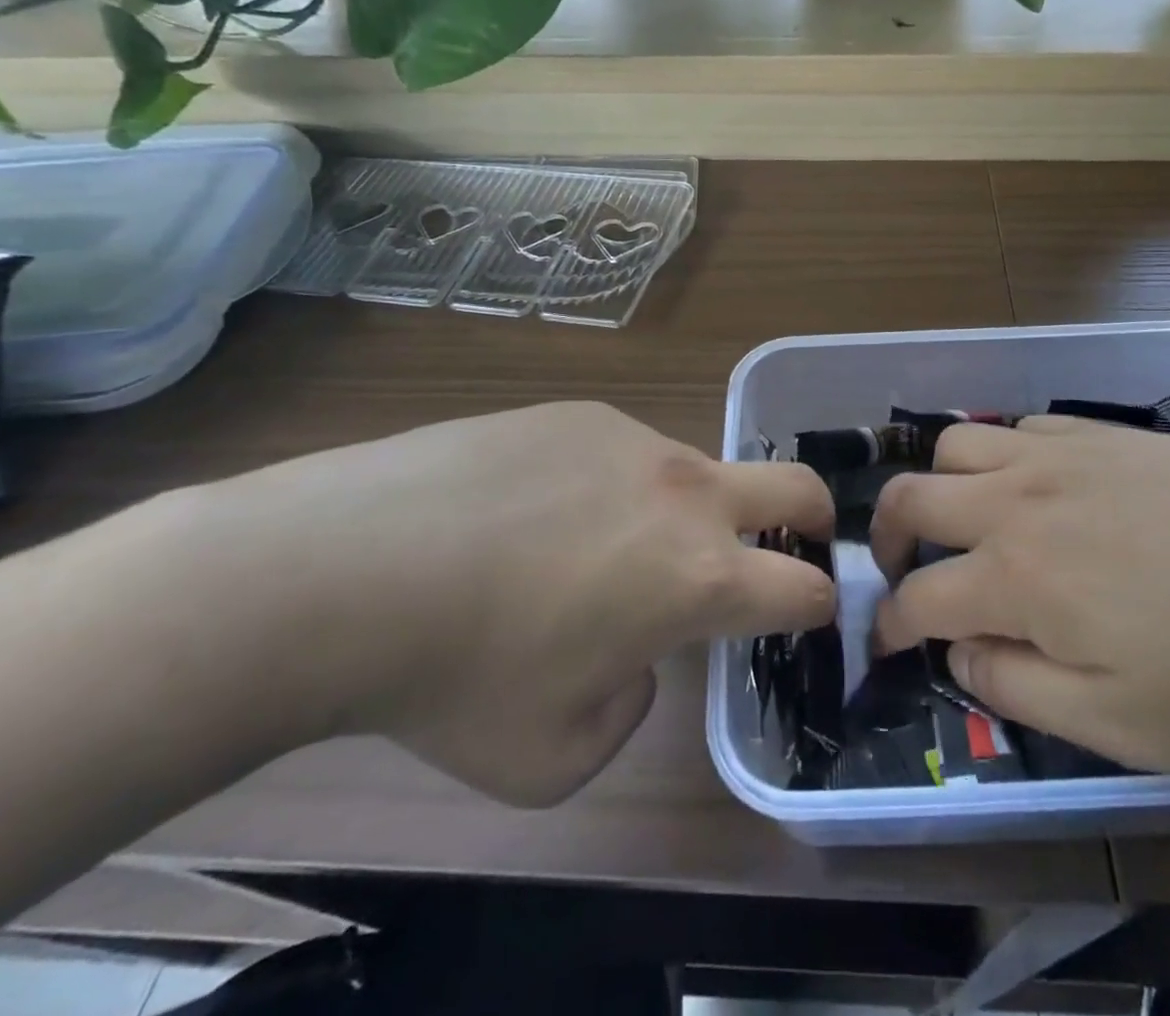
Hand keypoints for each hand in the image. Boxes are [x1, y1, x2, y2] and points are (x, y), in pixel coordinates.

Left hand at [219, 403, 835, 806]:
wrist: (351, 566)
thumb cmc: (460, 679)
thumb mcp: (555, 756)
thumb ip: (628, 707)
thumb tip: (634, 656)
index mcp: (698, 578)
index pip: (804, 587)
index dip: (818, 604)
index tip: (807, 612)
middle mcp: (685, 495)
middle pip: (796, 486)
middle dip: (815, 517)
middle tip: (797, 541)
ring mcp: (634, 442)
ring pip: (695, 473)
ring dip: (685, 512)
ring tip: (600, 548)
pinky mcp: (582, 414)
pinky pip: (624, 454)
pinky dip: (613, 487)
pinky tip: (537, 511)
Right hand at [869, 417, 1169, 773]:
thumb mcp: (1127, 725)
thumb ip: (1022, 690)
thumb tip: (961, 656)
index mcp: (1015, 576)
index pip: (917, 597)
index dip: (889, 626)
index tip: (885, 646)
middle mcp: (1015, 501)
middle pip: (910, 498)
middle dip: (885, 538)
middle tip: (900, 571)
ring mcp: (1056, 455)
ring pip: (954, 444)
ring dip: (938, 484)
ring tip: (962, 519)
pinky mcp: (1099, 431)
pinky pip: (1018, 426)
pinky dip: (999, 455)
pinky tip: (1033, 486)